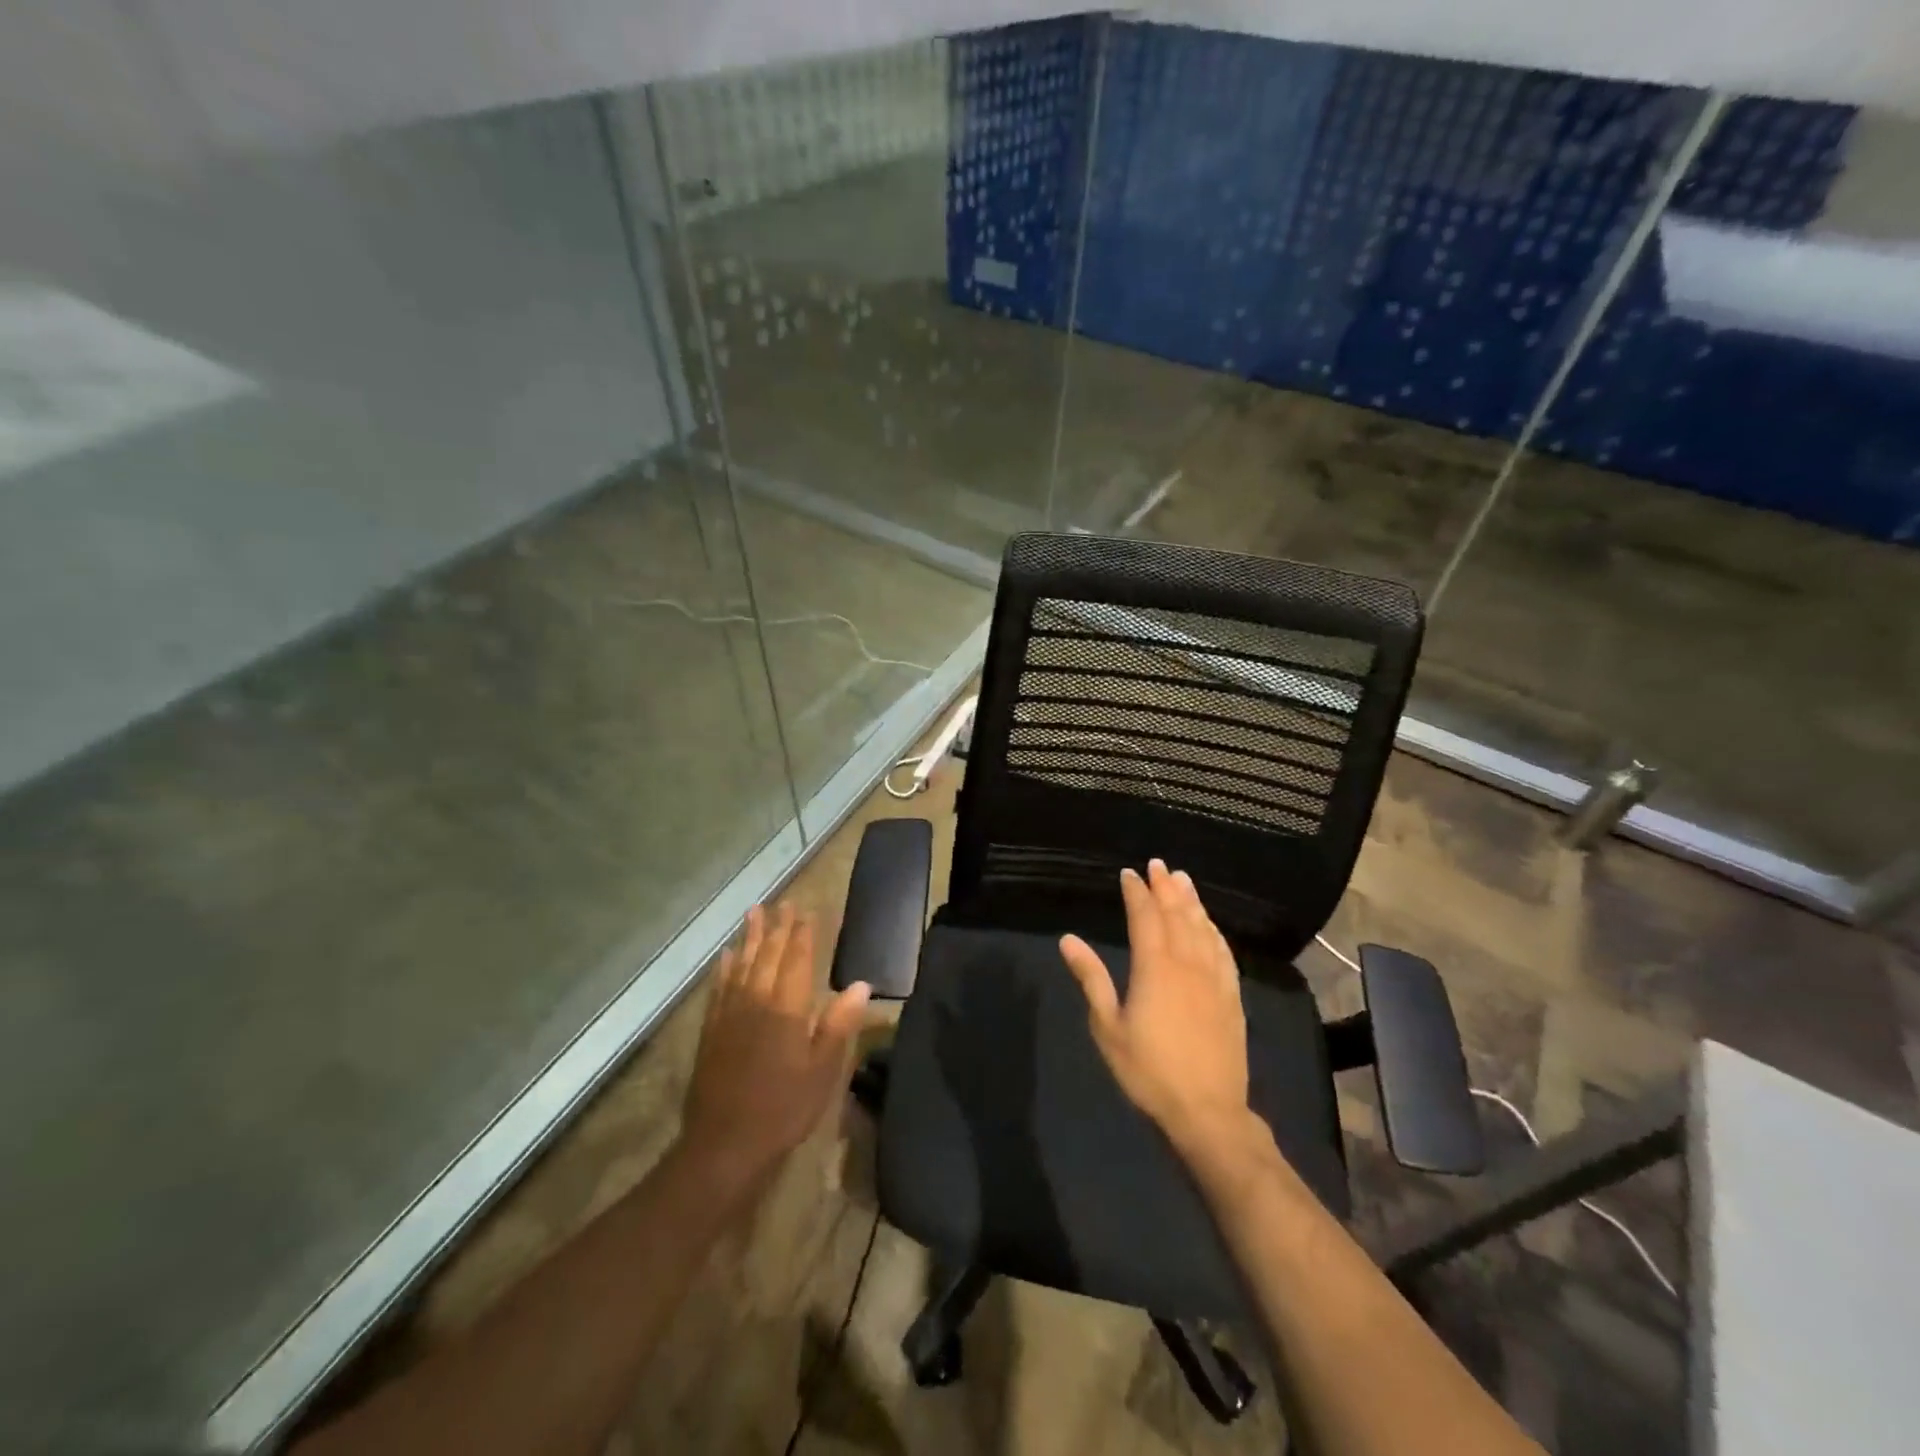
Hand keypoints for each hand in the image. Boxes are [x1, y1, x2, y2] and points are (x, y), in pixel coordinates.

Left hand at [680, 902, 871, 1191]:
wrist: (725, 1144)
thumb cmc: (783, 1108)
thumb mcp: (823, 1071)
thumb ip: (839, 1024)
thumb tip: (862, 985)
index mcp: (787, 1009)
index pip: (797, 961)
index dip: (802, 935)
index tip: (806, 911)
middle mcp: (757, 1001)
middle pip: (768, 956)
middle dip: (777, 928)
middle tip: (782, 903)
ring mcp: (730, 1015)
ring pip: (742, 965)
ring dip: (750, 938)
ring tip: (754, 913)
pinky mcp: (712, 1031)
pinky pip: (719, 988)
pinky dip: (725, 968)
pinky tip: (727, 956)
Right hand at [1059, 860, 1251, 1155]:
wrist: (1207, 1111)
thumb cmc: (1148, 1071)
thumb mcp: (1108, 1026)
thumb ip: (1091, 978)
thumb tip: (1068, 940)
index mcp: (1154, 967)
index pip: (1145, 917)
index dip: (1136, 893)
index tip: (1129, 873)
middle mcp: (1187, 963)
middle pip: (1177, 915)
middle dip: (1165, 887)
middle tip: (1158, 865)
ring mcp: (1214, 978)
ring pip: (1202, 928)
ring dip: (1191, 901)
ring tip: (1183, 879)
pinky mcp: (1232, 996)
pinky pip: (1223, 951)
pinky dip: (1214, 930)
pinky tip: (1210, 924)